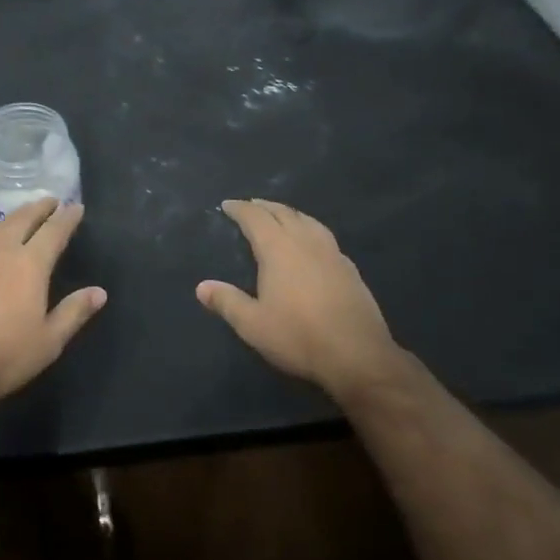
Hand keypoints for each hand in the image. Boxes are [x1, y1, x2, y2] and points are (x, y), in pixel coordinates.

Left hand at [0, 199, 105, 406]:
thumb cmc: (5, 356)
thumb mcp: (49, 340)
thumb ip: (75, 312)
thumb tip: (100, 292)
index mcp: (30, 264)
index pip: (54, 231)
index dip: (67, 218)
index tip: (77, 207)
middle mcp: (2, 251)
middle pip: (23, 219)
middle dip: (40, 208)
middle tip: (52, 201)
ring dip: (16, 216)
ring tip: (26, 214)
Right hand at [197, 199, 402, 395]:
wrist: (357, 354)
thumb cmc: (298, 336)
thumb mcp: (253, 324)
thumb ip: (227, 301)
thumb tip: (202, 286)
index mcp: (278, 249)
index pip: (255, 218)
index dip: (240, 209)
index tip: (227, 204)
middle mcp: (306, 242)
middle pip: (283, 213)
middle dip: (264, 206)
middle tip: (250, 205)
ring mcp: (332, 253)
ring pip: (308, 221)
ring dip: (289, 213)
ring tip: (280, 216)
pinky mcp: (349, 268)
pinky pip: (324, 236)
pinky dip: (310, 230)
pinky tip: (311, 244)